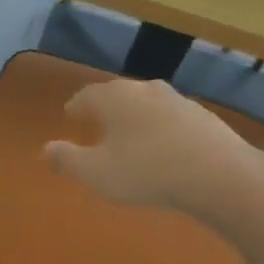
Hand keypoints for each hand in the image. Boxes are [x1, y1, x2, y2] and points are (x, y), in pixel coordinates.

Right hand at [42, 76, 263, 217]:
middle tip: (97, 124)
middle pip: (117, 95)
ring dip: (135, 118)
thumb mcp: (96, 173)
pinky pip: (170, 118)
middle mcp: (144, 89)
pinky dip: (160, 129)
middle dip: (105, 109)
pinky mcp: (202, 116)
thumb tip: (45, 149)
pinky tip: (163, 147)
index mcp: (113, 98)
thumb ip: (67, 159)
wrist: (218, 174)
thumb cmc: (145, 172)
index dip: (75, 107)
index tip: (70, 116)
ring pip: (146, 104)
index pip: (86, 95)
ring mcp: (177, 100)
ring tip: (130, 136)